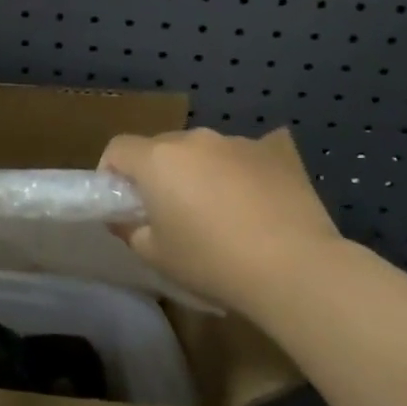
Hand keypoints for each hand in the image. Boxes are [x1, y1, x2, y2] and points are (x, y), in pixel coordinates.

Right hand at [100, 127, 341, 319]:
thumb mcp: (156, 255)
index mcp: (157, 159)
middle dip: (157, 173)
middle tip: (168, 212)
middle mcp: (193, 139)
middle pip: (161, 147)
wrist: (295, 266)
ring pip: (202, 152)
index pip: (118, 148)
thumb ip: (130, 230)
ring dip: (198, 173)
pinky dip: (235, 176)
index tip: (121, 202)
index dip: (111, 172)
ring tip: (218, 213)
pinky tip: (254, 209)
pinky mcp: (272, 152)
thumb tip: (124, 217)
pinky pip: (239, 158)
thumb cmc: (212, 261)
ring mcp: (235, 142)